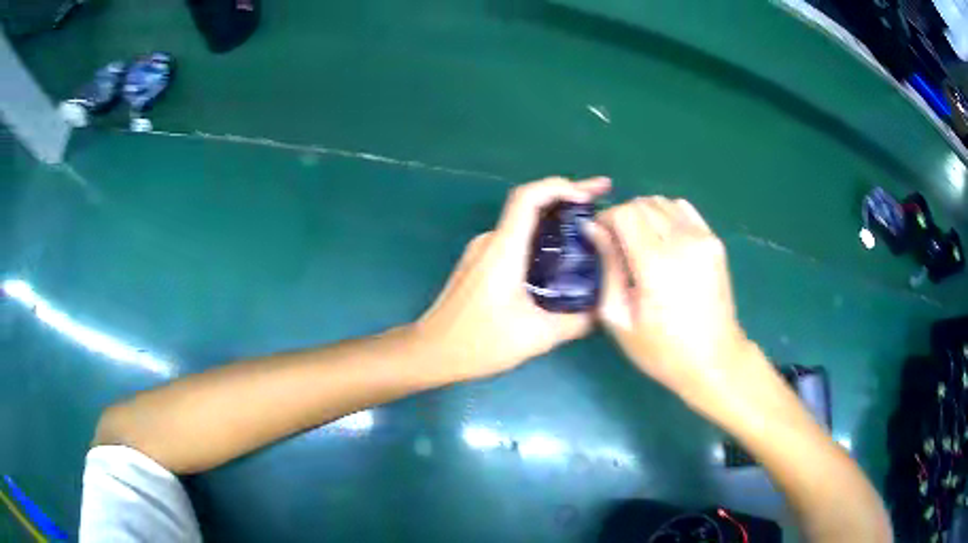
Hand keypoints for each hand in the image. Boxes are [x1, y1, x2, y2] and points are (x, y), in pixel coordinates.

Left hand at [415, 176, 610, 380]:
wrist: (432, 351)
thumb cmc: (480, 342)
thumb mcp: (537, 336)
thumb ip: (575, 322)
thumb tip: (602, 310)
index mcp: (503, 249)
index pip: (528, 197)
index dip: (560, 187)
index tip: (589, 195)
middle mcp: (491, 241)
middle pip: (530, 205)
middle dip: (568, 197)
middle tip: (601, 197)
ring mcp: (482, 251)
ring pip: (523, 223)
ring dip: (555, 220)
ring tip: (588, 227)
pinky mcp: (479, 263)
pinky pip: (515, 240)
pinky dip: (540, 238)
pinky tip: (560, 256)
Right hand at [586, 197, 757, 411]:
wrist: (714, 360)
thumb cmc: (662, 349)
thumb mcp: (620, 318)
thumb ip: (608, 267)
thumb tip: (595, 230)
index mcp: (656, 262)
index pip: (624, 213)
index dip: (606, 219)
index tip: (599, 237)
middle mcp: (682, 241)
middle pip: (643, 204)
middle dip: (623, 216)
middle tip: (617, 244)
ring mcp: (702, 238)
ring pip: (663, 202)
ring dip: (645, 215)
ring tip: (641, 243)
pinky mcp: (714, 241)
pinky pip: (684, 210)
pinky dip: (667, 215)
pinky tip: (664, 240)